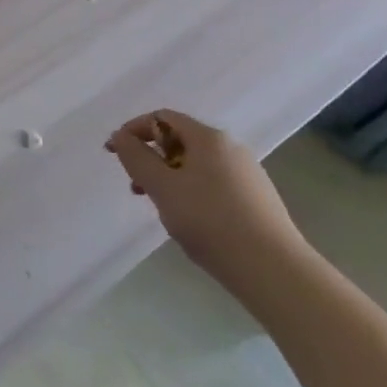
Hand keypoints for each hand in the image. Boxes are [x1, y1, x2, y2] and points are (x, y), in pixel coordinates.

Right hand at [106, 110, 306, 290]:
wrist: (273, 269)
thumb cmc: (209, 220)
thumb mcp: (162, 187)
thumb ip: (136, 158)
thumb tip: (121, 136)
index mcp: (208, 138)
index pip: (162, 118)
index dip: (134, 130)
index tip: (114, 154)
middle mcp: (231, 148)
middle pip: (180, 140)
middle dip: (151, 158)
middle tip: (136, 186)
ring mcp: (247, 174)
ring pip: (196, 165)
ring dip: (169, 178)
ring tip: (160, 208)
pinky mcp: (256, 199)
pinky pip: (213, 183)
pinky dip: (191, 191)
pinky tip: (190, 221)